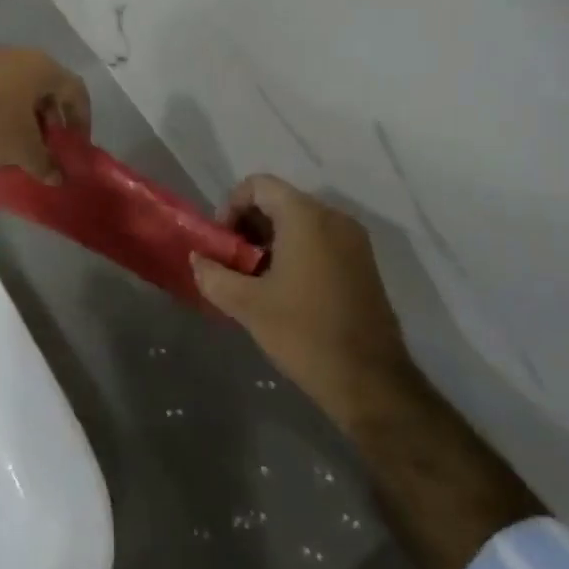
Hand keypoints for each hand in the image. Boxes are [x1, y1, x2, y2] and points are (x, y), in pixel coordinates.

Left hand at [0, 48, 89, 180]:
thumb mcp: (24, 151)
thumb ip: (47, 164)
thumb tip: (58, 178)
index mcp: (42, 67)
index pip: (76, 91)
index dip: (82, 119)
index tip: (77, 145)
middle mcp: (19, 56)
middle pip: (47, 89)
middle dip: (52, 120)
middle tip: (51, 147)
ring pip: (19, 90)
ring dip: (26, 118)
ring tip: (23, 147)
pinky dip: (2, 113)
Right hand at [192, 176, 418, 431]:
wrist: (371, 382)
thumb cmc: (305, 333)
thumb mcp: (248, 306)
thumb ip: (214, 275)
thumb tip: (197, 259)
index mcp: (306, 217)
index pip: (258, 185)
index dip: (231, 206)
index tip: (222, 243)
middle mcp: (333, 217)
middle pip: (279, 201)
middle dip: (249, 226)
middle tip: (232, 263)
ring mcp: (353, 240)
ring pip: (300, 222)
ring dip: (271, 241)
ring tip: (254, 280)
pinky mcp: (363, 263)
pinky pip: (320, 240)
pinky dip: (296, 252)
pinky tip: (284, 290)